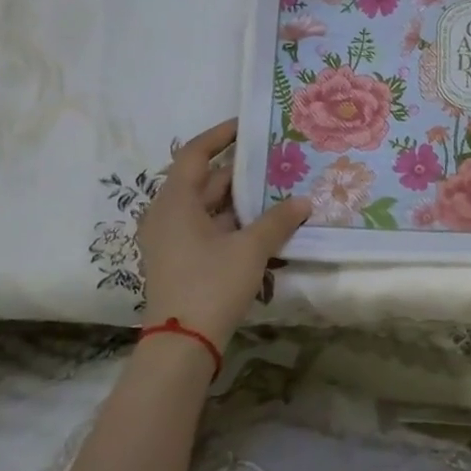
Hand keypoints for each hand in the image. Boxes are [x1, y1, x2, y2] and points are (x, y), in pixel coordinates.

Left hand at [138, 119, 309, 349]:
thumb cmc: (211, 285)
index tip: (247, 126)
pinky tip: (263, 225)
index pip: (195, 154)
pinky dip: (232, 222)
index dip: (220, 136)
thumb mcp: (251, 249)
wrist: (183, 344)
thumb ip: (278, 221)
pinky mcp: (180, 261)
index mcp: (175, 202)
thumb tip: (304, 201)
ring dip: (240, 200)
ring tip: (276, 190)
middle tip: (275, 160)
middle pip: (204, 181)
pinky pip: (207, 229)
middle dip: (239, 171)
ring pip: (208, 207)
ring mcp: (171, 240)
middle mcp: (167, 215)